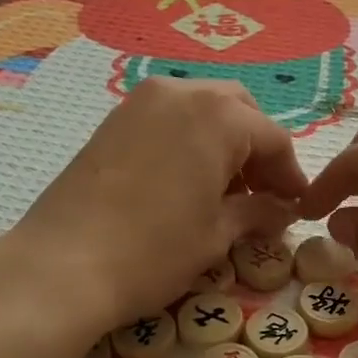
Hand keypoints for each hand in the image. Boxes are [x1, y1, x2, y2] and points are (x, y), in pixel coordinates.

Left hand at [5, 77, 306, 332]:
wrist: (61, 265)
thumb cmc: (153, 251)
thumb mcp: (216, 234)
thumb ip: (258, 213)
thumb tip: (283, 210)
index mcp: (218, 115)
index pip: (273, 138)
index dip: (290, 175)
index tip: (296, 208)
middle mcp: (182, 92)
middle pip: (238, 110)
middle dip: (257, 149)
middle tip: (260, 194)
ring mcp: (141, 101)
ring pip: (202, 108)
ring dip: (223, 140)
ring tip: (223, 190)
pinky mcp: (114, 119)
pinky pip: (168, 117)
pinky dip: (189, 139)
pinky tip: (185, 180)